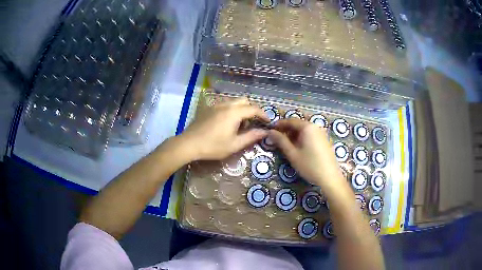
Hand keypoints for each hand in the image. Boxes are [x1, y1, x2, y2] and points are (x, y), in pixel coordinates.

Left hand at [179, 98, 268, 160]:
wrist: (189, 144)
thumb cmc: (213, 146)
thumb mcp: (234, 144)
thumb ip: (251, 137)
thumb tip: (264, 132)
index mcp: (234, 112)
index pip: (254, 109)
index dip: (263, 114)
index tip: (268, 122)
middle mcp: (226, 104)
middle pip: (244, 101)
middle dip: (252, 109)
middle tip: (254, 122)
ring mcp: (216, 105)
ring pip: (234, 101)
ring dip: (241, 109)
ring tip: (241, 123)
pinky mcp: (209, 108)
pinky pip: (225, 104)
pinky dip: (232, 109)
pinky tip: (228, 122)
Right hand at [268, 119, 345, 190]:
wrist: (330, 177)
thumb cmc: (310, 165)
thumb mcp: (292, 154)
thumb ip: (281, 141)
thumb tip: (270, 132)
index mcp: (307, 127)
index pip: (291, 121)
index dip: (280, 124)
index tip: (271, 130)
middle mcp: (315, 126)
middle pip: (298, 124)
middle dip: (287, 130)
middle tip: (277, 139)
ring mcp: (322, 133)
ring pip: (305, 130)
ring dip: (294, 134)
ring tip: (287, 145)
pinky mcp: (325, 140)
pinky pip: (311, 134)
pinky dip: (303, 138)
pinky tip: (299, 148)